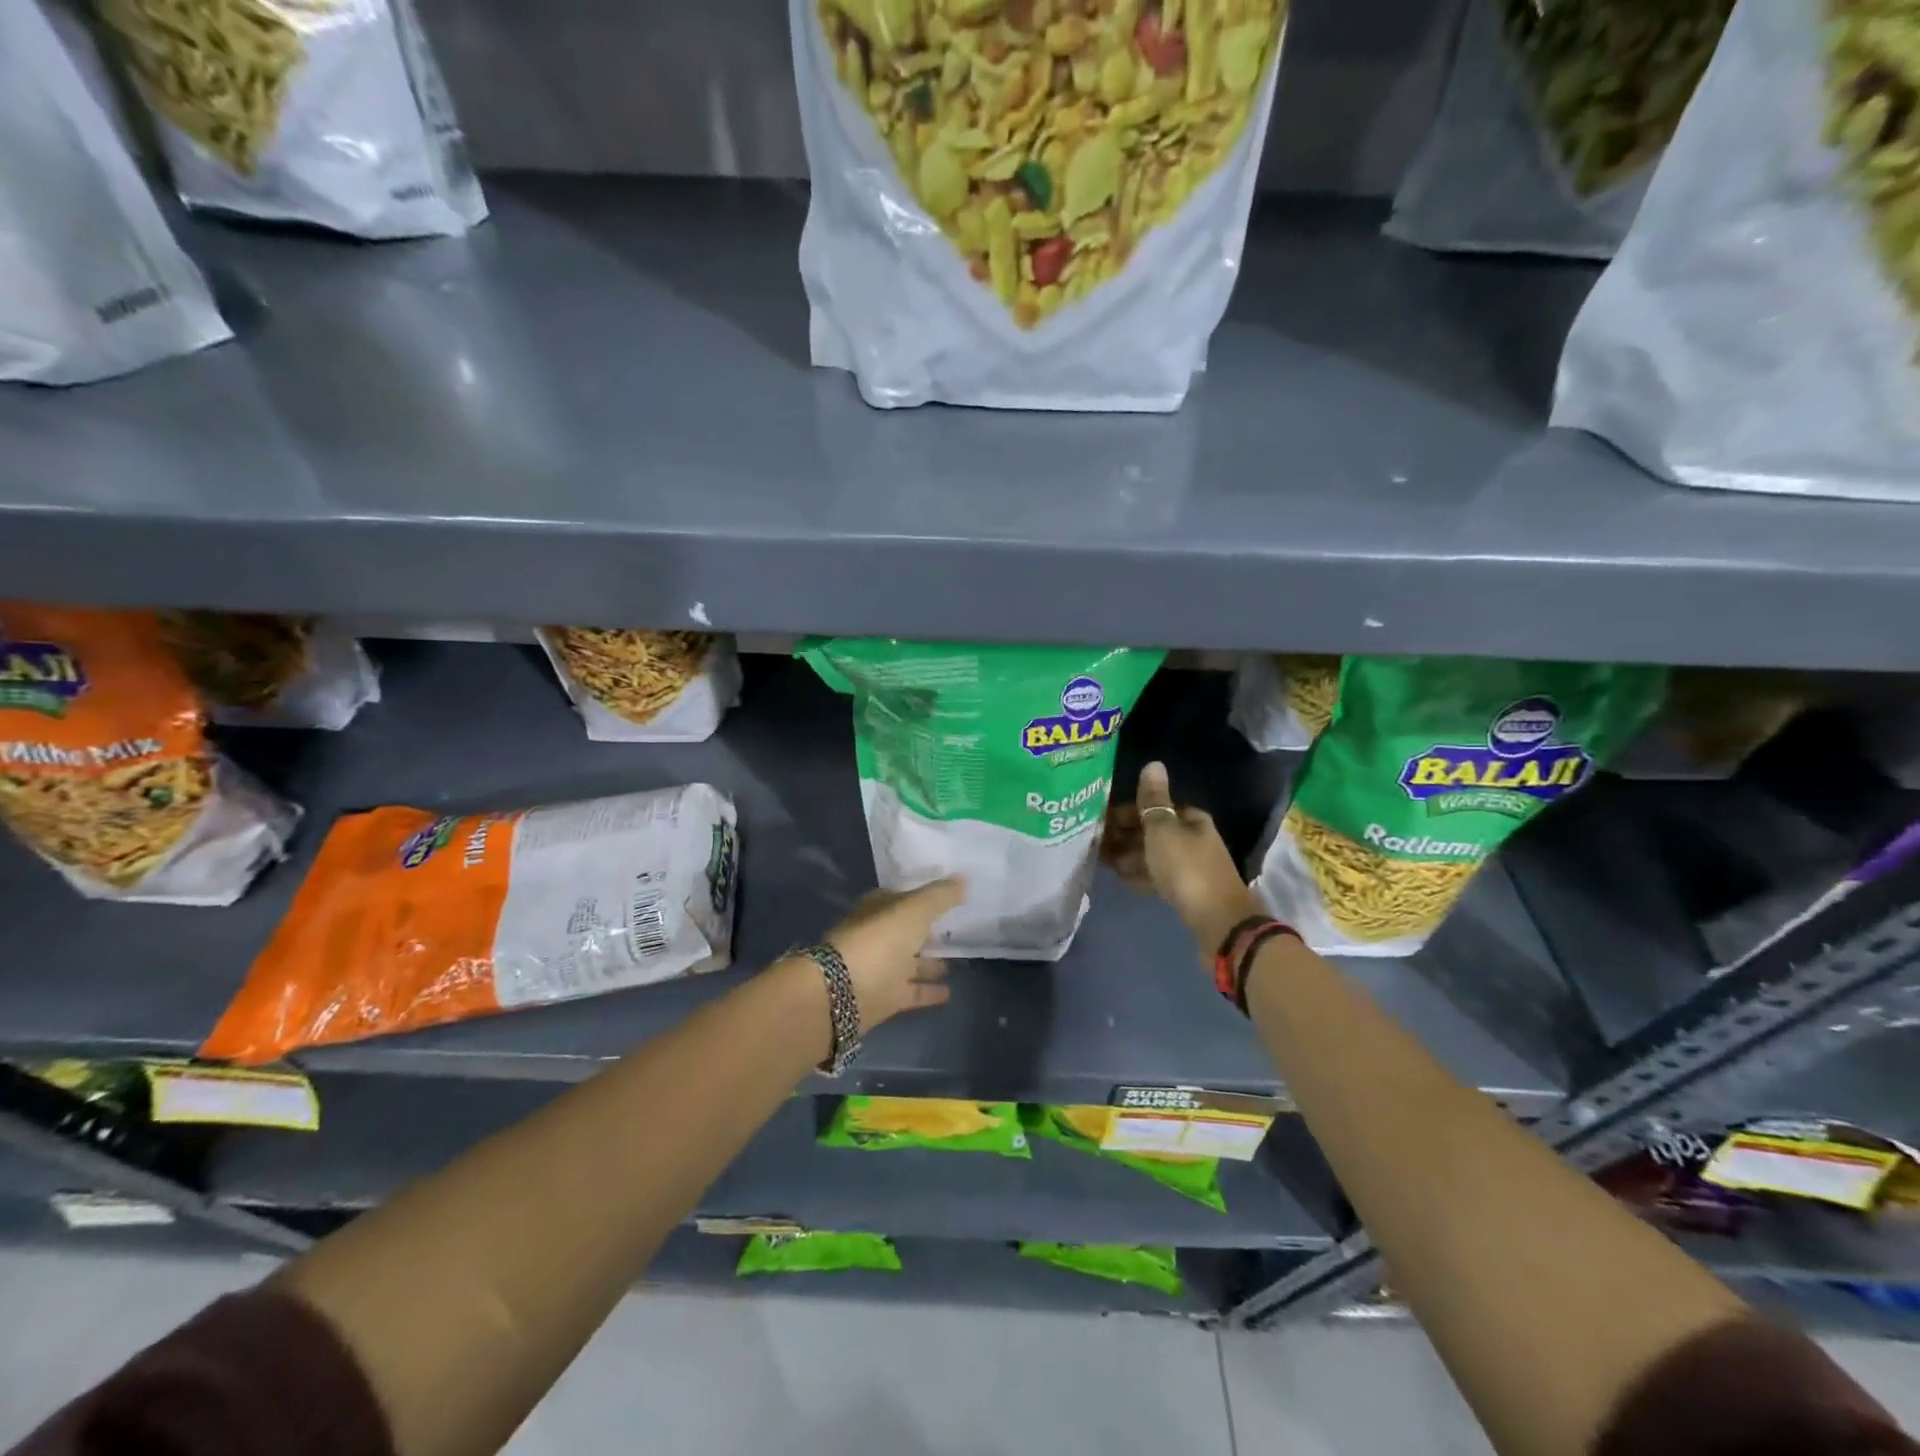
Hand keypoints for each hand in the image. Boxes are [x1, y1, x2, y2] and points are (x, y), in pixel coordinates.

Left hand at [823, 876, 965, 1026]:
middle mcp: (879, 936)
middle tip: (957, 929)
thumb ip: (940, 895)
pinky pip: (913, 992)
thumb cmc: (879, 940)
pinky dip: (929, 991)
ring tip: (957, 961)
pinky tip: (950, 992)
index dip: (924, 897)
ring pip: (911, 963)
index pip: (903, 898)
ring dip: (931, 963)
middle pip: (908, 931)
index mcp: (879, 909)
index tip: (949, 898)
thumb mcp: (915, 909)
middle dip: (928, 931)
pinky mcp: (887, 998)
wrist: (843, 992)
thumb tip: (964, 878)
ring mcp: (882, 968)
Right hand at [1104, 762, 1261, 953]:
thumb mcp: (1163, 830)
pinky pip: (1157, 876)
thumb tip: (1153, 764)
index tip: (1097, 820)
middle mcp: (1192, 838)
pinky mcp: (1187, 891)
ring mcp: (1190, 866)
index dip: (1124, 811)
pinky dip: (1140, 875)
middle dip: (1123, 835)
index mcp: (1190, 819)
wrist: (1217, 922)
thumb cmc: (1186, 868)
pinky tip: (1122, 879)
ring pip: (1152, 855)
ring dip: (1128, 856)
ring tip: (1101, 862)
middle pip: (1152, 831)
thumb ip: (1153, 800)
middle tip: (1093, 843)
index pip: (1153, 807)